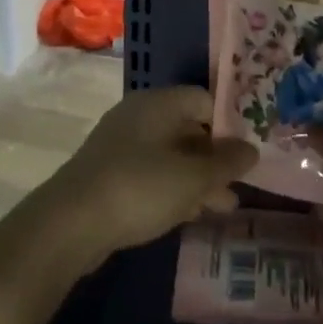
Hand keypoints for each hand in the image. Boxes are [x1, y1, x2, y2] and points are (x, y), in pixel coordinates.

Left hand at [43, 85, 256, 260]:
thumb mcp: (192, 177)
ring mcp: (121, 145)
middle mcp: (139, 116)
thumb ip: (226, 162)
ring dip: (198, 178)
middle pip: (188, 128)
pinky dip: (174, 189)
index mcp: (158, 103)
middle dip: (215, 157)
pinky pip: (152, 173)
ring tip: (225, 206)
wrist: (70, 224)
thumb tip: (252, 148)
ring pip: (171, 155)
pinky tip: (191, 213)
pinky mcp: (110, 174)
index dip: (229, 123)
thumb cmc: (140, 187)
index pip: (203, 100)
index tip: (248, 152)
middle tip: (240, 183)